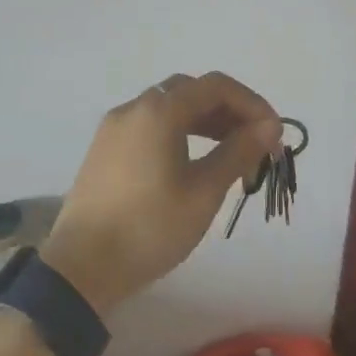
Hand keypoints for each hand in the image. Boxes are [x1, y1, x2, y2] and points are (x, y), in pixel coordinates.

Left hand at [45, 72, 281, 316]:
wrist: (81, 268)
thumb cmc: (150, 228)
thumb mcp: (203, 192)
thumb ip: (239, 151)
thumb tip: (269, 126)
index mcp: (159, 111)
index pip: (217, 86)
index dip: (253, 104)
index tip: (274, 136)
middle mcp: (134, 108)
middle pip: (192, 91)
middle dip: (229, 112)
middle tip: (254, 145)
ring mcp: (114, 128)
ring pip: (170, 108)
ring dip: (205, 123)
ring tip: (231, 156)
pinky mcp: (105, 149)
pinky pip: (150, 126)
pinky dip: (180, 133)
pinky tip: (193, 163)